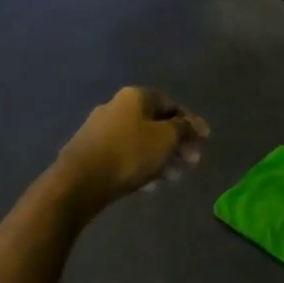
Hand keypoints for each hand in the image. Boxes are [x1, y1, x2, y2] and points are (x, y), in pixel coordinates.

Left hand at [57, 87, 207, 208]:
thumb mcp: (166, 139)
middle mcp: (116, 107)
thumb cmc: (129, 154)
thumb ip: (184, 129)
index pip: (171, 104)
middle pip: (156, 124)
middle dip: (176, 144)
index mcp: (135, 97)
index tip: (204, 141)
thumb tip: (193, 126)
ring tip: (173, 178)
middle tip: (191, 163)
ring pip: (141, 141)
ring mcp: (100, 129)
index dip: (191, 122)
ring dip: (161, 158)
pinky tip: (149, 185)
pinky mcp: (91, 152)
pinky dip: (141, 166)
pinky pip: (125, 155)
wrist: (79, 182)